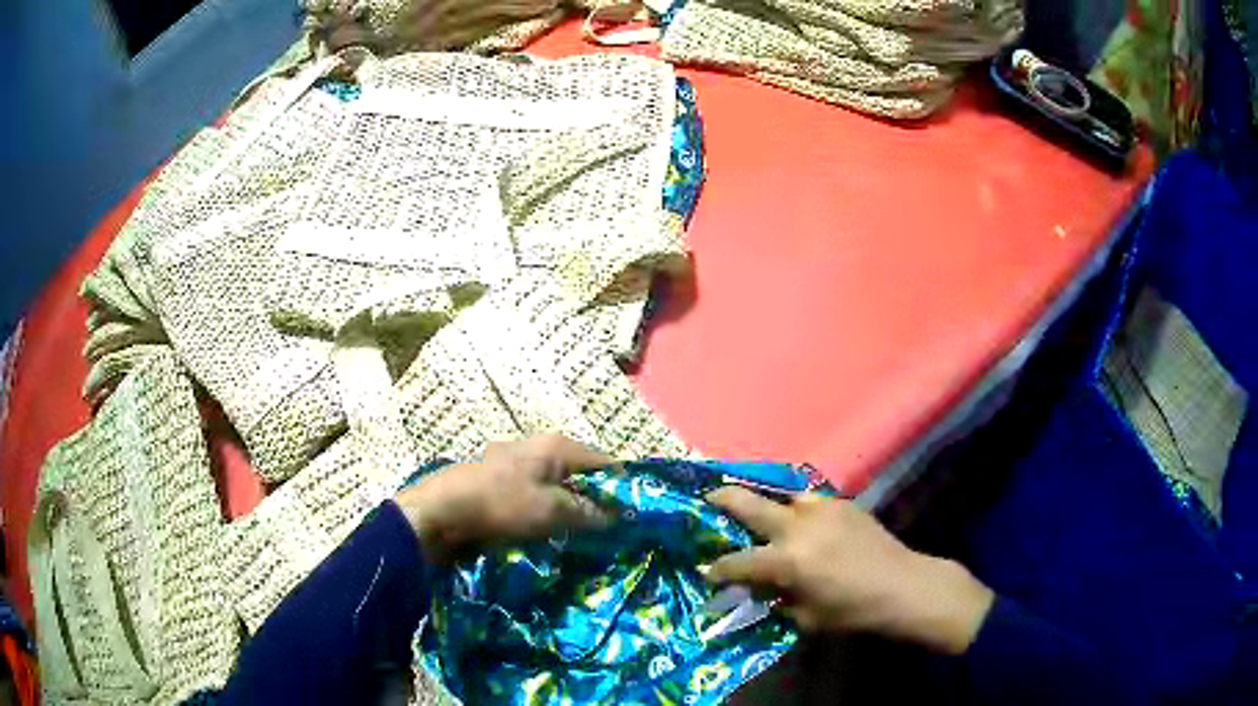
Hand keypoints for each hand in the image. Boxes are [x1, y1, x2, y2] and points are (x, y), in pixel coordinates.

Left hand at [394, 435, 611, 563]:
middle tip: (607, 528)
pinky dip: (546, 507)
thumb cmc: (502, 504)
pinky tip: (545, 529)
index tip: (632, 515)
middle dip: (594, 498)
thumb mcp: (552, 511)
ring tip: (578, 533)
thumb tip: (616, 516)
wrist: (442, 511)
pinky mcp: (498, 478)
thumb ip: (588, 512)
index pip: (604, 462)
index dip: (620, 487)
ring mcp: (515, 460)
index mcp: (556, 446)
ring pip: (556, 483)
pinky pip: (535, 492)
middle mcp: (537, 446)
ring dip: (569, 505)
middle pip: (579, 471)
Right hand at [705, 488, 994, 654]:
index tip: (707, 570)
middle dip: (723, 500)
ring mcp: (822, 510)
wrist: (903, 586)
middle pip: (750, 504)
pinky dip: (799, 511)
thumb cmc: (853, 611)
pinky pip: (810, 502)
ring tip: (762, 513)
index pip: (739, 562)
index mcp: (788, 561)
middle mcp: (799, 527)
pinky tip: (803, 523)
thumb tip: (760, 587)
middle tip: (706, 497)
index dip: (718, 568)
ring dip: (768, 504)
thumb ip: (777, 598)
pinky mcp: (842, 503)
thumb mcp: (806, 617)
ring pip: (783, 496)